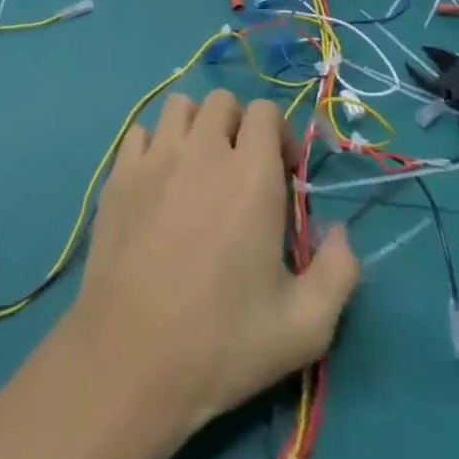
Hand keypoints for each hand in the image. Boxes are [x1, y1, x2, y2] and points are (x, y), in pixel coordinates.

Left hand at [62, 89, 359, 440]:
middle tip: (242, 170)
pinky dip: (155, 143)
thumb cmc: (223, 343)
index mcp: (251, 176)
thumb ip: (339, 271)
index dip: (279, 135)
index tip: (283, 176)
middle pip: (222, 100)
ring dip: (196, 125)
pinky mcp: (118, 175)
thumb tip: (340, 231)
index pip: (264, 111)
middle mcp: (202, 151)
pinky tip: (159, 181)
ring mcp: (154, 159)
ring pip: (178, 106)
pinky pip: (139, 131)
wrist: (131, 358)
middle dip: (239, 125)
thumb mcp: (305, 327)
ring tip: (200, 168)